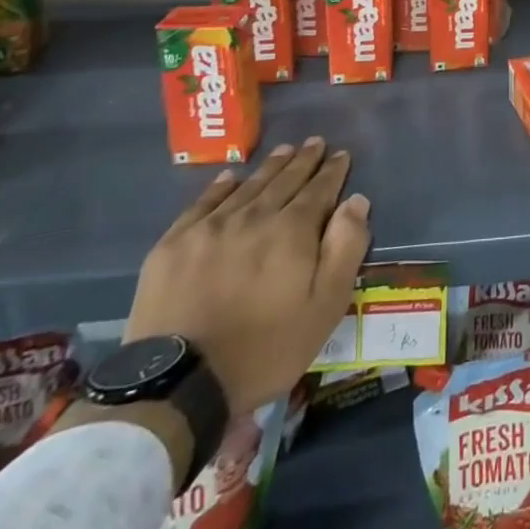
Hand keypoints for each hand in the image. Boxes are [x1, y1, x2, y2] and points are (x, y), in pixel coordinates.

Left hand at [124, 138, 370, 414]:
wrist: (178, 385)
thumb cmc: (265, 348)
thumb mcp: (325, 307)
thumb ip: (346, 249)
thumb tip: (356, 201)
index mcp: (293, 231)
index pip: (319, 189)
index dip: (333, 170)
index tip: (341, 154)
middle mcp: (254, 217)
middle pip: (284, 180)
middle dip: (304, 160)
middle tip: (315, 142)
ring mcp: (210, 229)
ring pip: (248, 186)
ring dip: (270, 167)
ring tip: (284, 150)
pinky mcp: (173, 246)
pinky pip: (203, 204)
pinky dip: (221, 187)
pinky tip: (231, 177)